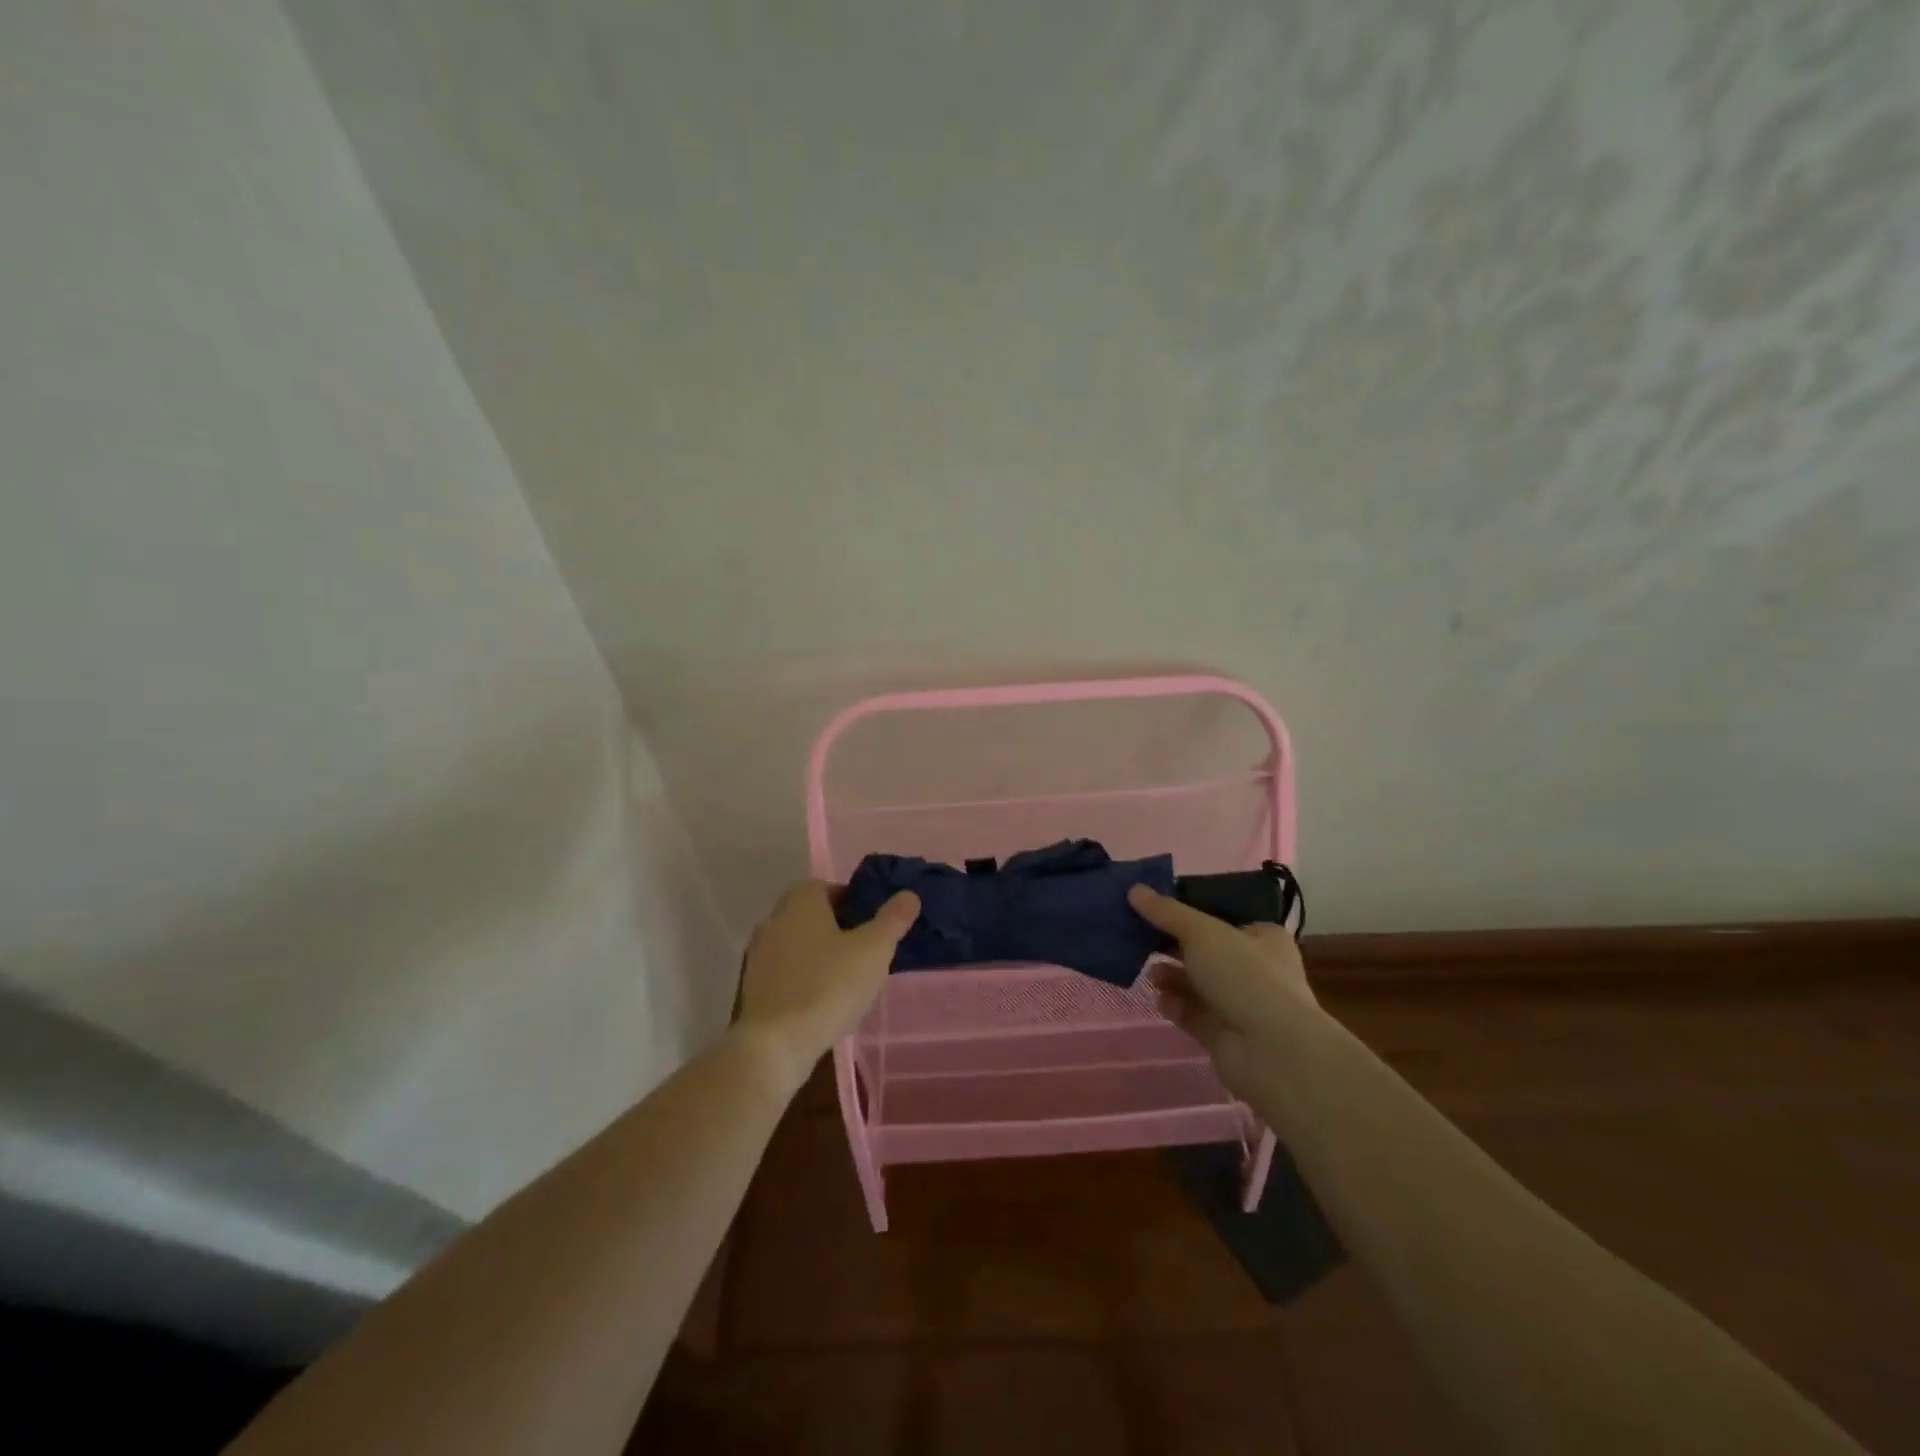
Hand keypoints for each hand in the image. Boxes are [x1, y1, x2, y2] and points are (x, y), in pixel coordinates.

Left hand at [736, 881, 920, 1091]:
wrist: (774, 1045)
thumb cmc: (828, 986)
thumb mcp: (874, 950)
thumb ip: (893, 919)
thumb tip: (909, 895)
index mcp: (801, 901)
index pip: (829, 887)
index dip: (854, 900)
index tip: (874, 923)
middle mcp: (775, 920)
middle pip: (813, 915)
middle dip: (839, 928)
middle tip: (867, 949)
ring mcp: (760, 955)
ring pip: (799, 944)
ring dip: (822, 955)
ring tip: (850, 978)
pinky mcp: (754, 987)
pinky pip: (788, 972)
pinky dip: (806, 978)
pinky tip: (825, 1000)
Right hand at [1128, 885, 1315, 1089]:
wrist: (1271, 1051)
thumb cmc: (1244, 976)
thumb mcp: (1202, 932)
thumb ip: (1166, 912)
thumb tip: (1134, 889)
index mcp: (1262, 937)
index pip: (1222, 918)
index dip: (1189, 912)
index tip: (1155, 909)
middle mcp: (1255, 969)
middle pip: (1204, 951)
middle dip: (1172, 946)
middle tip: (1140, 939)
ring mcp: (1240, 1004)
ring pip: (1196, 983)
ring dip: (1171, 976)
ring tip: (1150, 974)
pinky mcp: (1223, 1034)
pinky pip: (1192, 1013)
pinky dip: (1175, 1005)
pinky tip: (1160, 1000)